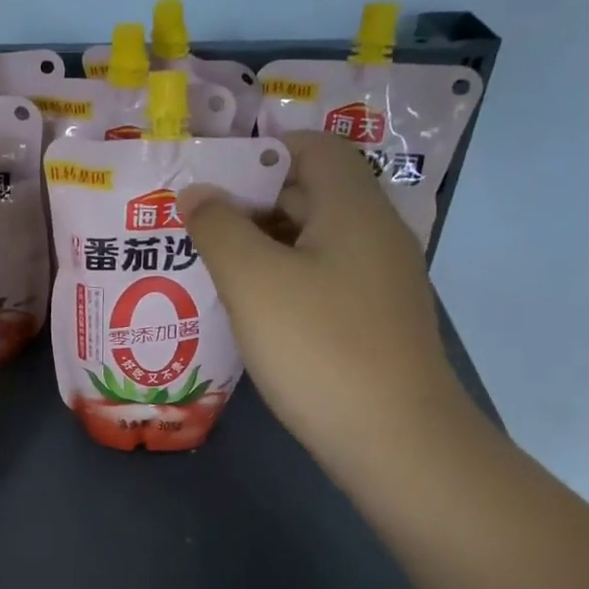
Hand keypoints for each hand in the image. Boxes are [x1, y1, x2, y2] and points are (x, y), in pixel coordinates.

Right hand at [178, 132, 469, 462]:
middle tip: (193, 222)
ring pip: (311, 239)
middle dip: (249, 201)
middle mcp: (374, 233)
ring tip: (207, 262)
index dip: (260, 151)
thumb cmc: (319, 347)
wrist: (395, 441)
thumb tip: (196, 192)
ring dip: (261, 243)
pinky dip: (281, 278)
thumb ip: (218, 227)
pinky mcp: (372, 319)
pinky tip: (246, 305)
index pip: (311, 147)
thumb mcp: (254, 281)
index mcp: (353, 208)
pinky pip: (320, 277)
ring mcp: (377, 279)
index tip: (209, 176)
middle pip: (309, 192)